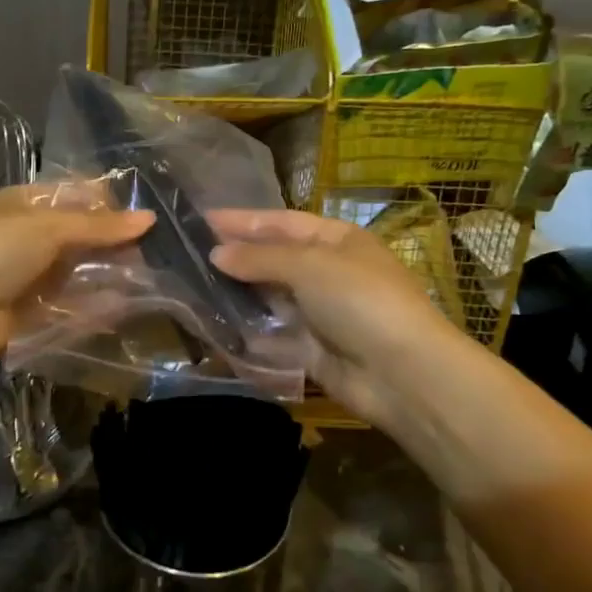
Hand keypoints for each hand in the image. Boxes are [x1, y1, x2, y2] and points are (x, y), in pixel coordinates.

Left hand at [0, 185, 153, 368]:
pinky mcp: (31, 308)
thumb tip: (149, 218)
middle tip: (148, 251)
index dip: (105, 203)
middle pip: (77, 233)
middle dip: (110, 242)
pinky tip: (122, 305)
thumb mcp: (47, 228)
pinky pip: (70, 302)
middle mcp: (25, 235)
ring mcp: (27, 273)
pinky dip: (94, 303)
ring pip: (76, 269)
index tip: (140, 217)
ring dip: (105, 273)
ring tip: (144, 278)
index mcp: (21, 203)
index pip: (71, 194)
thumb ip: (99, 226)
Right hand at [209, 208, 476, 430]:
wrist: (402, 373)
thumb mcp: (309, 266)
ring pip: (270, 298)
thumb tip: (216, 253)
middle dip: (236, 257)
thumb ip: (260, 258)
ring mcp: (320, 312)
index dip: (243, 220)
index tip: (202, 218)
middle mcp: (327, 272)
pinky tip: (214, 326)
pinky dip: (247, 332)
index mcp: (336, 240)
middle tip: (188, 254)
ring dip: (237, 294)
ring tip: (192, 288)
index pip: (281, 222)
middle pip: (274, 259)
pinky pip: (273, 335)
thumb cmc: (360, 300)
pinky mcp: (312, 350)